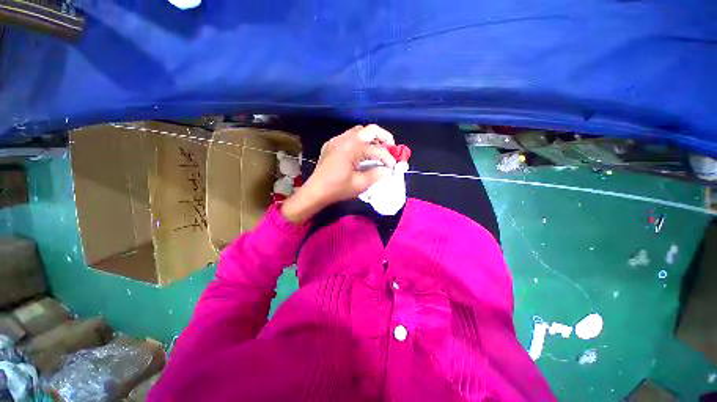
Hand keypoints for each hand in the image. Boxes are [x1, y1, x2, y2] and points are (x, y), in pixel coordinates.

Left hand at [281, 125, 396, 222]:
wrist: (315, 191)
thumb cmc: (337, 189)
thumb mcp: (360, 184)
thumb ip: (377, 174)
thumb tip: (386, 169)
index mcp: (353, 148)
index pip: (377, 150)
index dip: (388, 158)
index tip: (393, 167)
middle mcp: (345, 138)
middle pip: (370, 130)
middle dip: (384, 138)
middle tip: (391, 149)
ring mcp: (337, 140)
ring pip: (359, 131)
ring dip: (372, 138)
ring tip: (378, 150)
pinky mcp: (331, 144)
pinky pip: (349, 136)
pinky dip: (359, 141)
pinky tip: (361, 153)